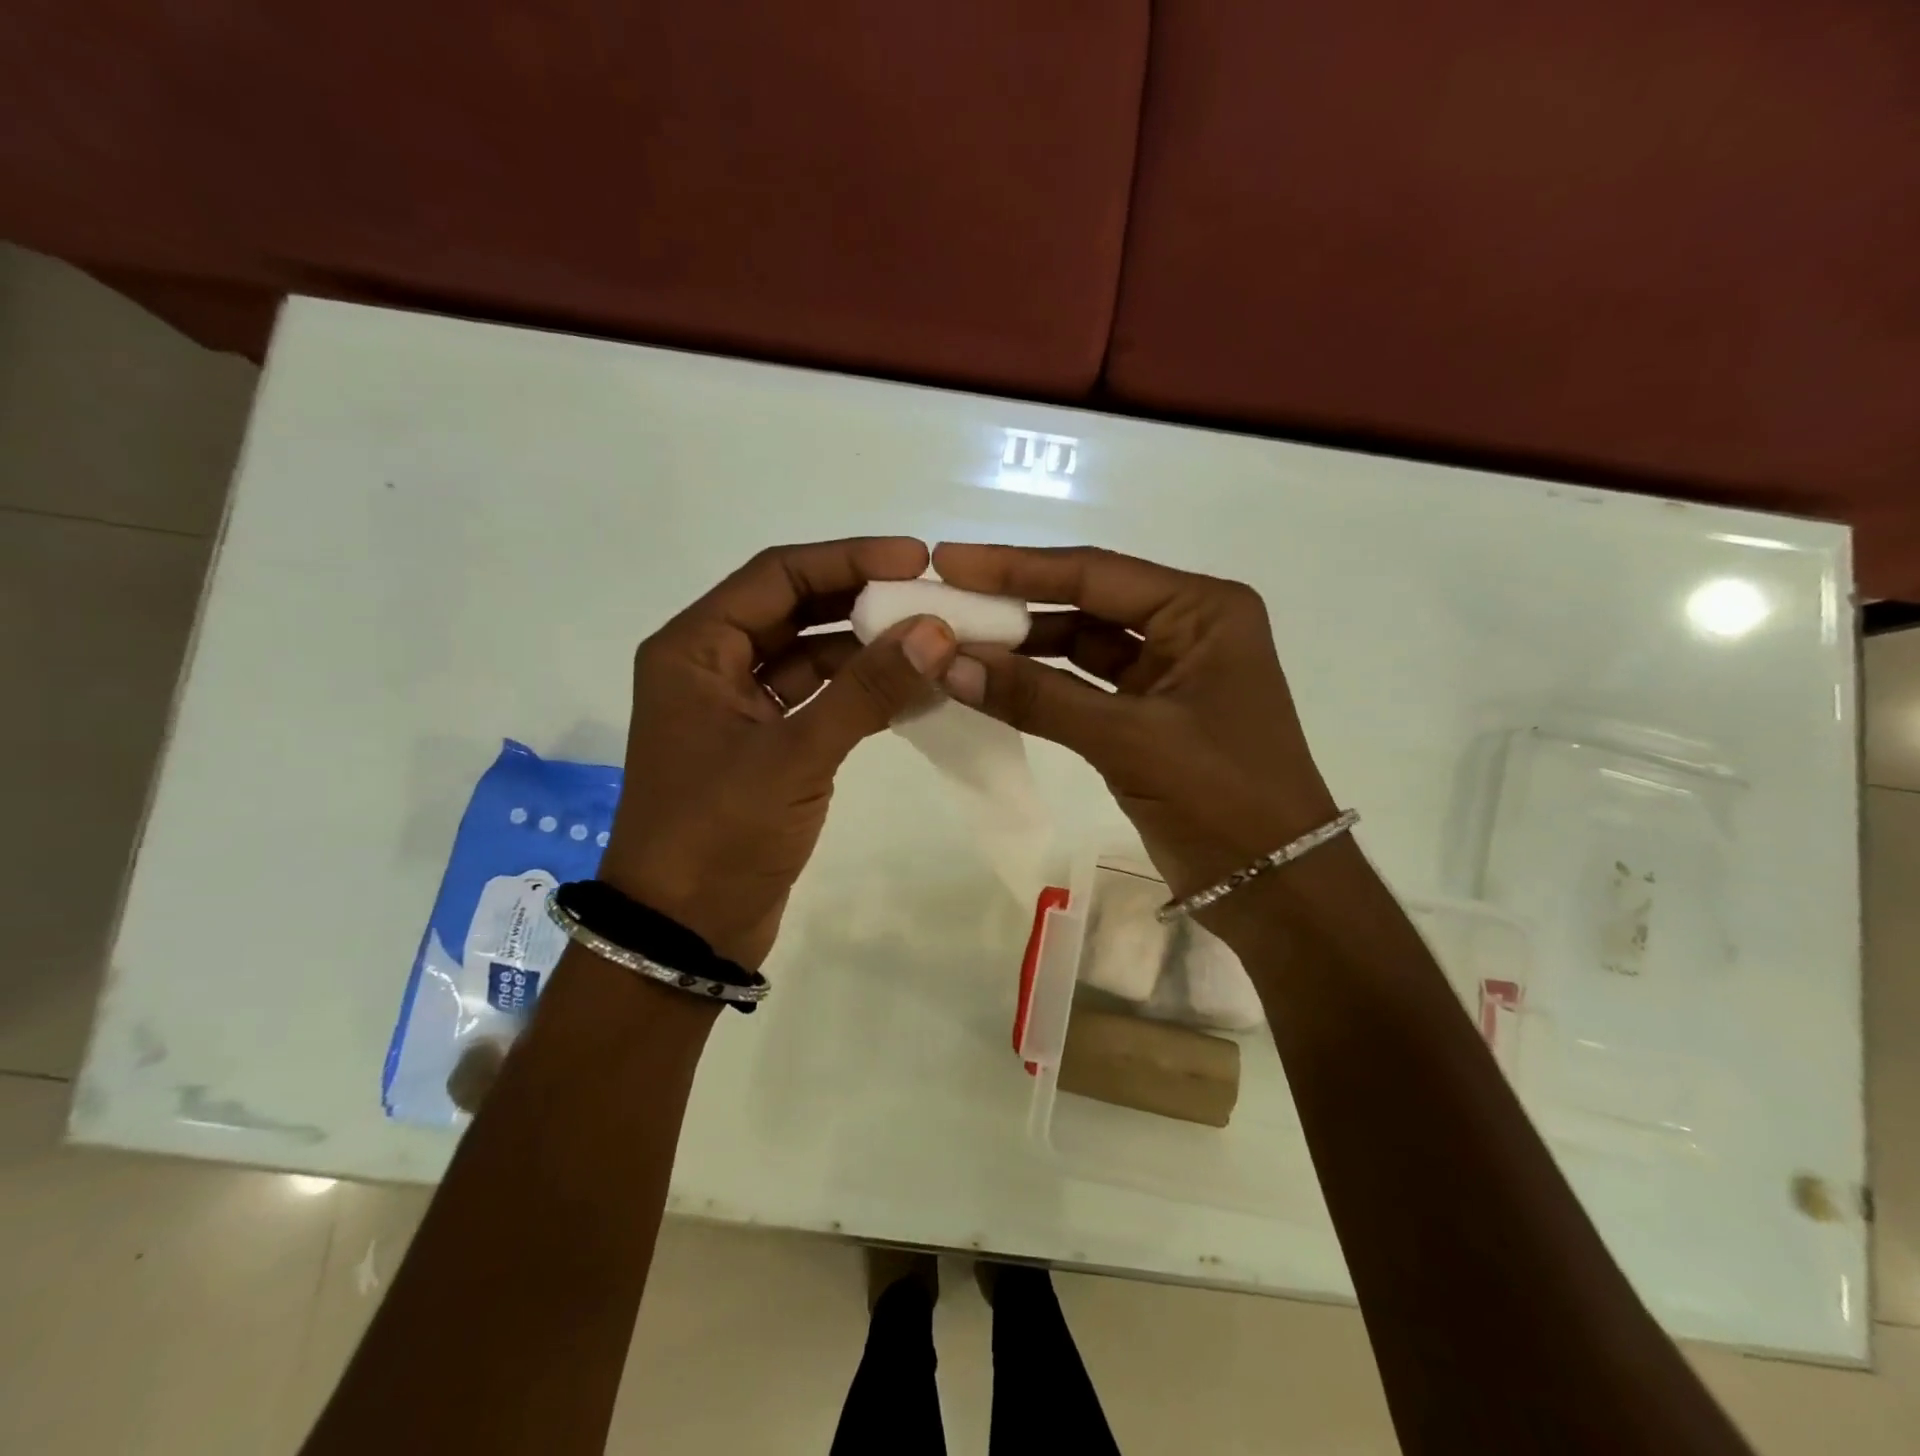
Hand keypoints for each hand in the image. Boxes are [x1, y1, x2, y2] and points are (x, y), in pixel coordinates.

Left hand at [598, 539, 958, 966]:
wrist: (685, 933)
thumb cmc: (719, 834)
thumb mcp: (795, 755)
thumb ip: (866, 689)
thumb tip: (938, 630)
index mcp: (695, 649)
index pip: (778, 575)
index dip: (848, 559)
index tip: (915, 559)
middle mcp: (713, 667)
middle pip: (796, 609)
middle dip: (863, 601)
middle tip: (932, 598)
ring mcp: (740, 708)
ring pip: (812, 656)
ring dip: (868, 649)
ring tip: (935, 643)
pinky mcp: (766, 747)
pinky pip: (820, 701)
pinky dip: (862, 694)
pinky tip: (914, 691)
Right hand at [932, 543, 1337, 905]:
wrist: (1274, 887)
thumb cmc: (1223, 798)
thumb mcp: (1130, 740)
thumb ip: (1038, 698)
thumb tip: (946, 662)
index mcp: (1203, 610)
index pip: (1096, 573)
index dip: (1016, 566)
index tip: (949, 559)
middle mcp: (1187, 628)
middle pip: (1086, 602)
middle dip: (1016, 603)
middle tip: (945, 597)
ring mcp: (1167, 674)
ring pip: (1081, 645)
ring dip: (1024, 646)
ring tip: (956, 641)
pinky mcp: (1148, 716)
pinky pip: (1083, 687)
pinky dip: (1040, 686)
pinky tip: (993, 682)